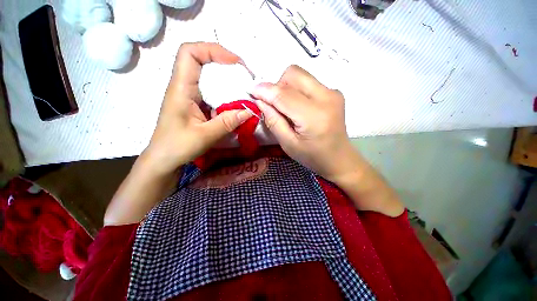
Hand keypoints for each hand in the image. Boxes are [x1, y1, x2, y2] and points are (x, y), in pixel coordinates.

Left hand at [105, 43, 252, 225]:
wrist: (164, 159)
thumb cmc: (177, 147)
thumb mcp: (204, 136)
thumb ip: (227, 123)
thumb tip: (249, 111)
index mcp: (181, 89)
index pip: (190, 53)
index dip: (212, 50)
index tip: (235, 63)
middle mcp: (184, 87)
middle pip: (202, 60)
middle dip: (225, 63)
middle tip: (244, 76)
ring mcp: (190, 95)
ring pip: (208, 76)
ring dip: (227, 79)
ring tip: (243, 88)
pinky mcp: (196, 105)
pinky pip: (212, 92)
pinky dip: (226, 93)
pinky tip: (235, 103)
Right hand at [251, 65, 403, 216]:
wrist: (340, 158)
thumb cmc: (313, 157)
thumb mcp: (288, 144)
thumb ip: (273, 121)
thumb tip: (260, 101)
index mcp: (314, 116)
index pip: (283, 94)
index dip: (264, 90)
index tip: (251, 91)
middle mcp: (326, 97)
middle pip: (293, 74)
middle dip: (277, 86)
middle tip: (273, 104)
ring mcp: (333, 92)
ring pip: (300, 75)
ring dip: (286, 87)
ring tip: (286, 107)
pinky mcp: (334, 92)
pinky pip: (308, 81)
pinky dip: (297, 90)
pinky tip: (299, 107)